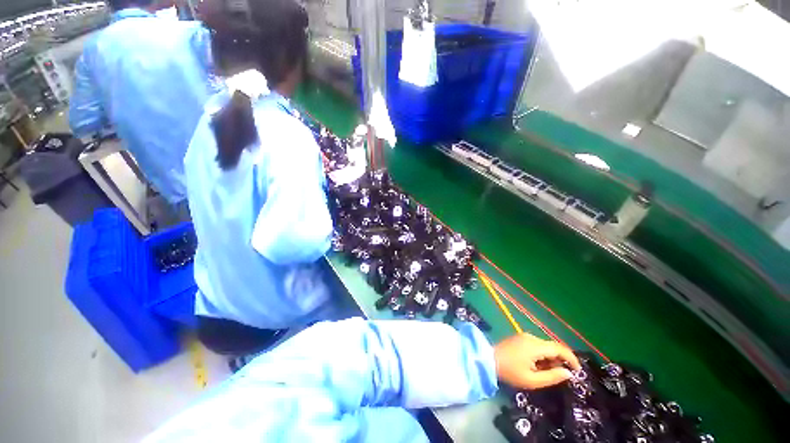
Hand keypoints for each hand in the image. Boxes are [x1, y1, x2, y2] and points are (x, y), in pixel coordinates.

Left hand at [494, 333, 580, 389]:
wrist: (488, 360)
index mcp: (535, 345)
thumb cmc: (510, 372)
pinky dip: (542, 354)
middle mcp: (531, 337)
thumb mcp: (532, 380)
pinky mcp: (520, 338)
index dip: (571, 358)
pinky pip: (537, 345)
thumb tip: (568, 373)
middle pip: (552, 346)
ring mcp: (524, 336)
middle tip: (560, 375)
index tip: (578, 370)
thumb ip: (552, 376)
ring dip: (550, 358)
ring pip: (545, 346)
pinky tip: (537, 365)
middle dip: (560, 360)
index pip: (559, 348)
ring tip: (546, 372)